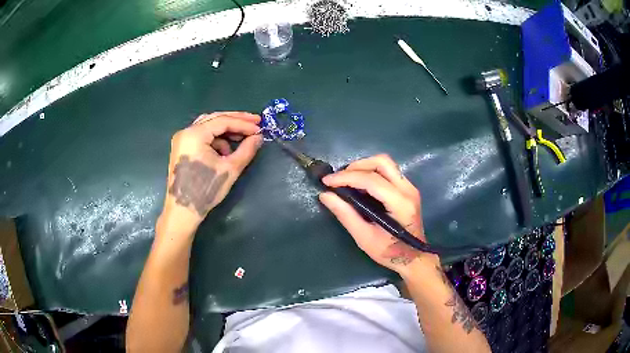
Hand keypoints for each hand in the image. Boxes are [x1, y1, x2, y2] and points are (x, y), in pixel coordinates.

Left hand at [160, 112, 262, 229]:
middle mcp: (185, 132)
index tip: (260, 127)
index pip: (223, 121)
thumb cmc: (206, 191)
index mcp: (194, 134)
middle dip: (236, 121)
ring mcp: (182, 140)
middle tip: (255, 122)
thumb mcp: (230, 169)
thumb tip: (259, 137)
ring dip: (226, 131)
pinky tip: (225, 152)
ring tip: (242, 139)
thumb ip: (246, 150)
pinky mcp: (182, 149)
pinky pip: (202, 137)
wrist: (183, 212)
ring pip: (208, 126)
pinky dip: (215, 140)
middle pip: (214, 119)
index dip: (243, 123)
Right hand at [318, 154, 438, 275]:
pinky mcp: (408, 189)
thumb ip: (346, 215)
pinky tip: (360, 184)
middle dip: (357, 166)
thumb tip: (325, 195)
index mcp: (400, 203)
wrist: (414, 258)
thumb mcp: (364, 238)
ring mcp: (410, 187)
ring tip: (347, 180)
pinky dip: (371, 172)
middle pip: (382, 162)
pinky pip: (389, 171)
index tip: (327, 182)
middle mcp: (408, 190)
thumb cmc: (390, 252)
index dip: (346, 177)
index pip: (371, 180)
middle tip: (339, 179)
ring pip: (386, 163)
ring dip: (364, 167)